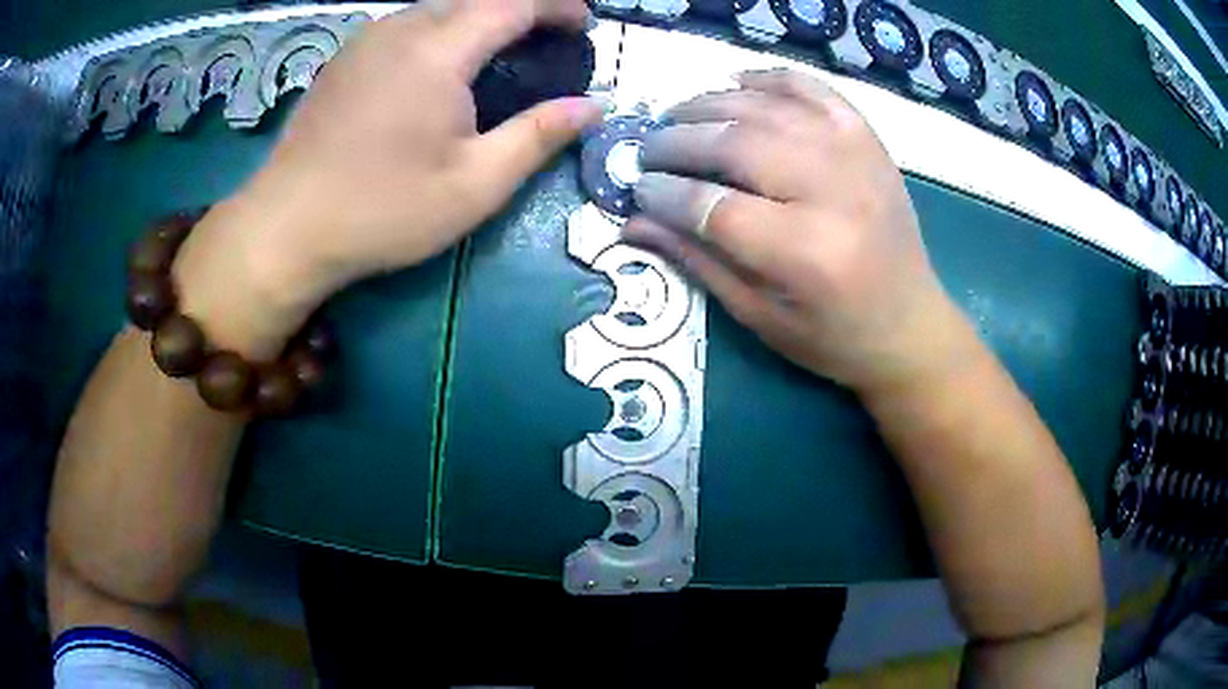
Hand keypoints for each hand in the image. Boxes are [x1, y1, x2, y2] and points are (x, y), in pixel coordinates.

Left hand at [172, 0, 603, 356]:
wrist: (286, 228)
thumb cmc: (382, 211)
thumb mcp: (474, 186)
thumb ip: (538, 137)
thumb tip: (592, 106)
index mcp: (437, 52)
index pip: (512, 2)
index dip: (556, 5)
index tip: (584, 23)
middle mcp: (400, 30)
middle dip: (519, 7)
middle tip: (546, 38)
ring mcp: (365, 41)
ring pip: (435, 6)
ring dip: (476, 15)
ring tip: (498, 48)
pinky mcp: (343, 58)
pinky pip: (404, 23)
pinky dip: (439, 28)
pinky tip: (439, 63)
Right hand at [624, 69, 963, 394]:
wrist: (911, 324)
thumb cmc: (834, 337)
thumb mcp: (760, 316)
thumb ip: (697, 262)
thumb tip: (632, 222)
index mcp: (806, 254)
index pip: (714, 206)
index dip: (665, 193)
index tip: (637, 189)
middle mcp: (833, 193)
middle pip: (736, 144)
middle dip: (677, 142)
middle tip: (647, 150)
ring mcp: (856, 157)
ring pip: (766, 108)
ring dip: (709, 103)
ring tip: (676, 116)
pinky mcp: (868, 140)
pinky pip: (812, 89)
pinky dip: (770, 79)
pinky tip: (737, 83)